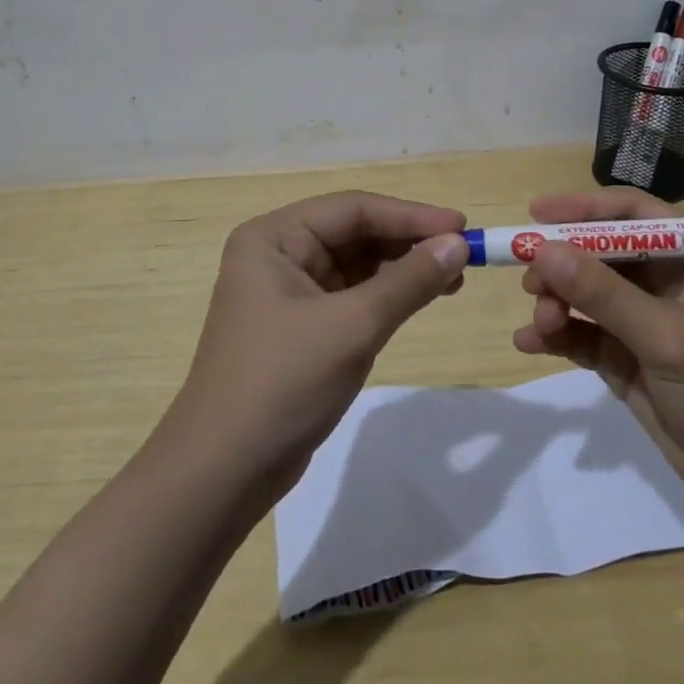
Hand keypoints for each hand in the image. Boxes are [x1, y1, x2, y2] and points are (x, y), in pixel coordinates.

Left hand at [157, 190, 469, 501]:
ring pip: (357, 265)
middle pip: (355, 233)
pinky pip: (352, 296)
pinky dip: (387, 296)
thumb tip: (458, 245)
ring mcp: (288, 292)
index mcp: (274, 237)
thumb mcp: (352, 327)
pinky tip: (420, 299)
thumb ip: (409, 281)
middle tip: (462, 255)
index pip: (353, 210)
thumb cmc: (282, 384)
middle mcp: (278, 254)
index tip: (462, 227)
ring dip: (402, 269)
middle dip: (408, 242)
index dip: (411, 215)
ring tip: (452, 278)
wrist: (222, 474)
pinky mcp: (300, 327)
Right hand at [512, 188, 683, 483]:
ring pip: (585, 294)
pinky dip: (557, 335)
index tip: (536, 213)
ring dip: (556, 302)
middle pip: (601, 253)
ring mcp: (643, 320)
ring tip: (541, 324)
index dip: (584, 208)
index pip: (633, 214)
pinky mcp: (626, 357)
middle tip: (529, 280)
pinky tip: (529, 343)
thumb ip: (603, 293)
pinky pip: (582, 333)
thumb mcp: (666, 336)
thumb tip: (542, 250)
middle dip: (562, 264)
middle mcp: (665, 280)